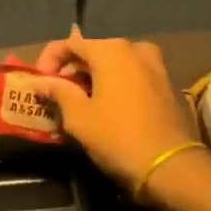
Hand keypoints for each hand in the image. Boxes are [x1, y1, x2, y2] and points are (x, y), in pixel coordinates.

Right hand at [23, 27, 201, 189]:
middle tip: (56, 94)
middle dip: (71, 70)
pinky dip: (115, 84)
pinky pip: (132, 75)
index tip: (38, 83)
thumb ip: (57, 92)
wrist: (172, 167)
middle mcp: (134, 48)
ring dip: (93, 78)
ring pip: (114, 64)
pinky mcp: (167, 84)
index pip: (69, 43)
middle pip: (93, 51)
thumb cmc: (118, 137)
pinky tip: (107, 107)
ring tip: (80, 102)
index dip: (48, 60)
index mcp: (110, 50)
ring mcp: (155, 65)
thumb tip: (38, 82)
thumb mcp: (78, 117)